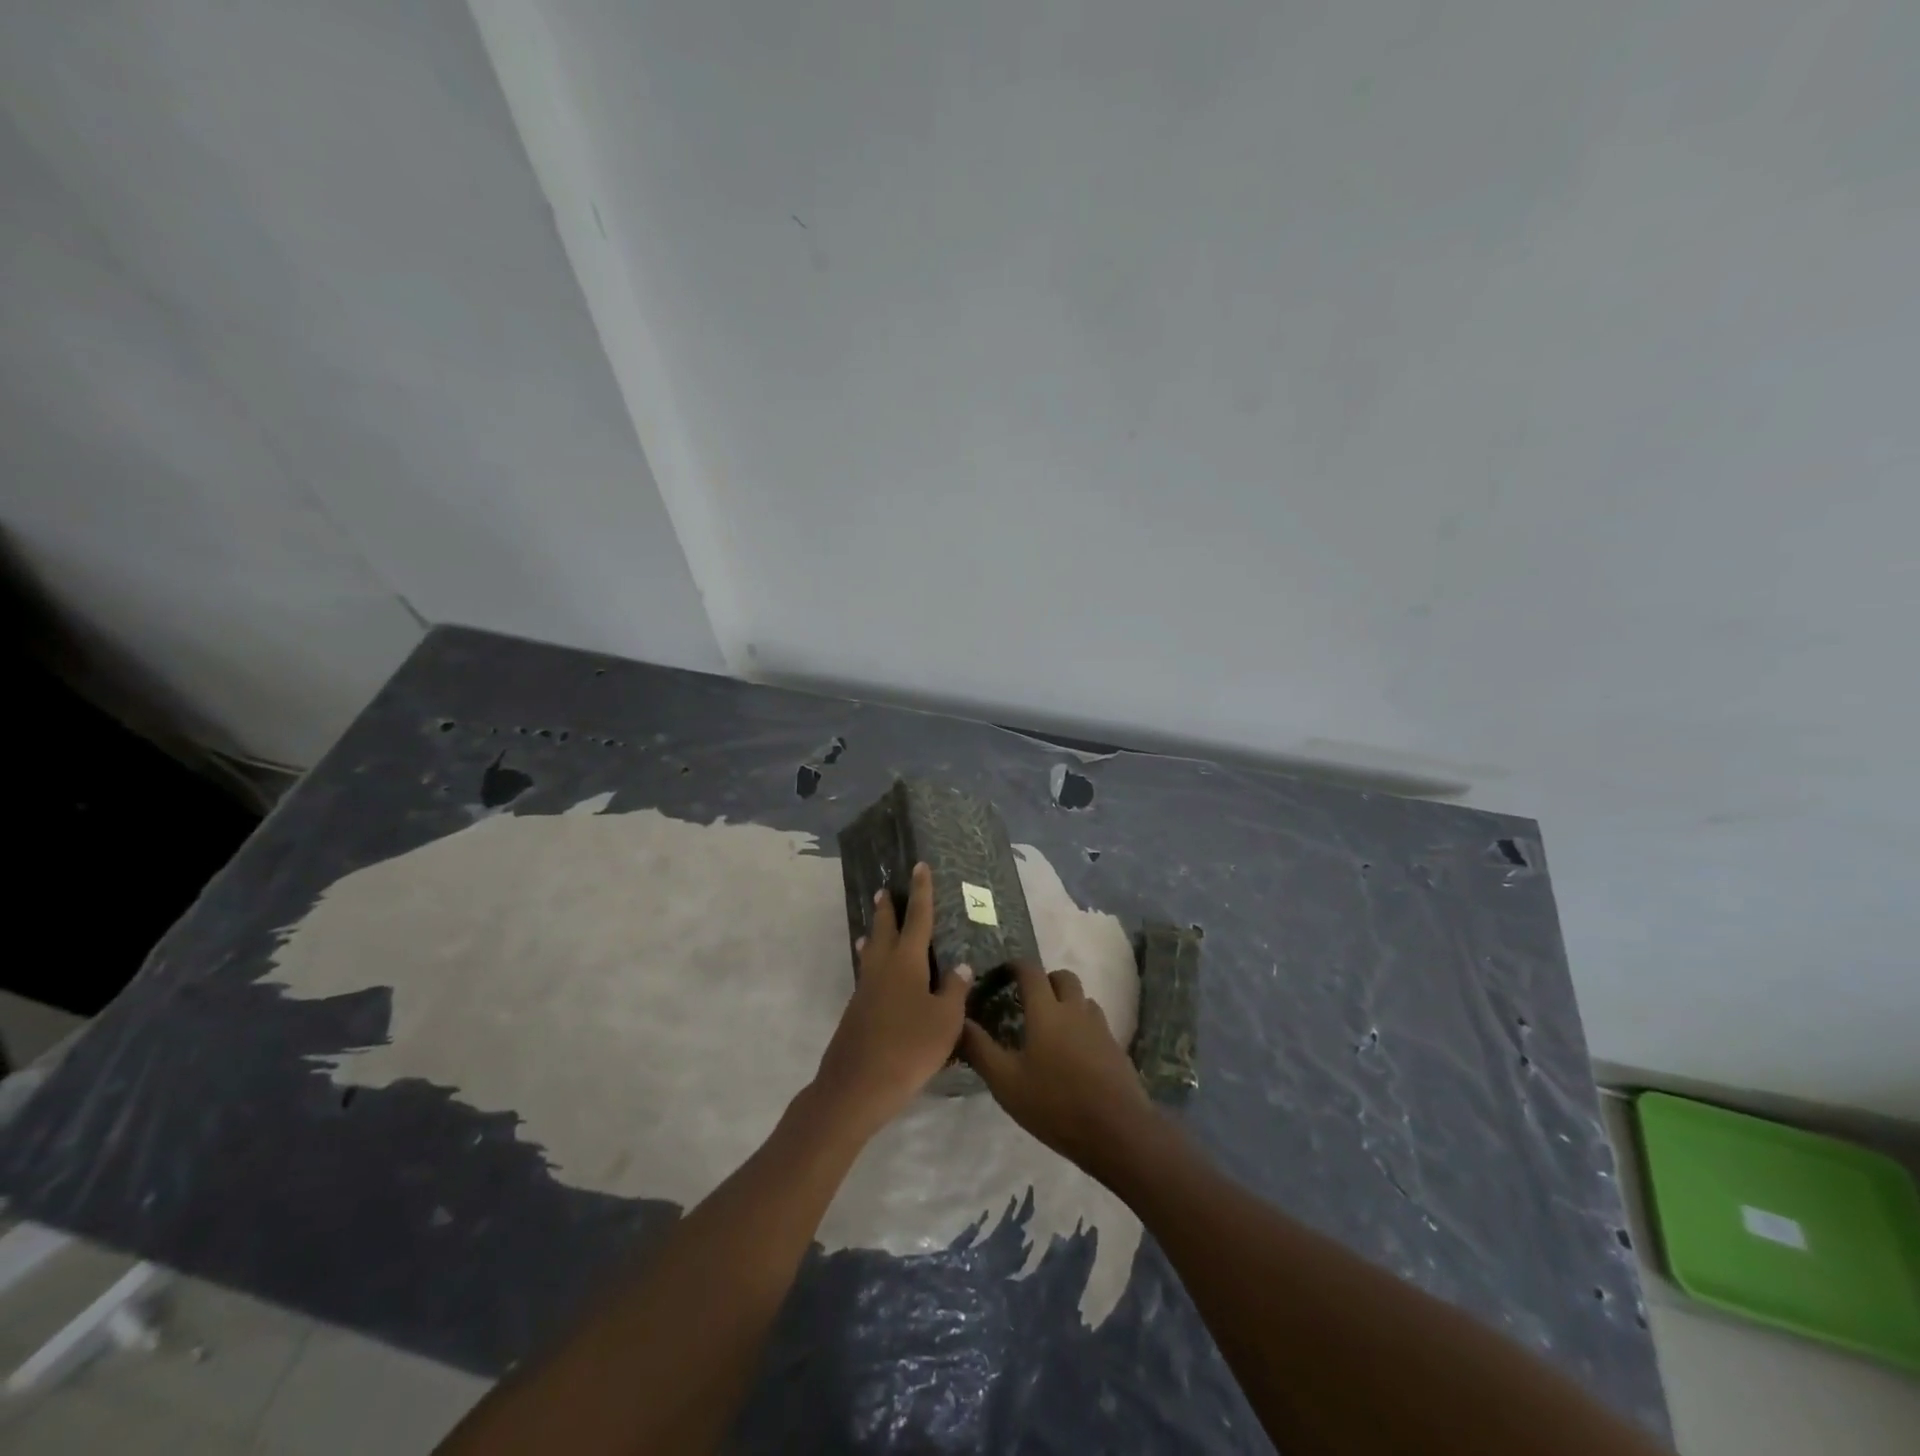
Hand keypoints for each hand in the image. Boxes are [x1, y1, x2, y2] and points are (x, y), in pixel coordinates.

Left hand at [811, 863, 971, 1137]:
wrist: (857, 1086)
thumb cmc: (909, 1048)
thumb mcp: (945, 1020)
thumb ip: (954, 989)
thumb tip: (960, 964)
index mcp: (907, 962)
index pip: (917, 918)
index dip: (921, 892)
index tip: (919, 866)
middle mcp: (883, 967)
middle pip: (885, 929)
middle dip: (887, 909)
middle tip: (885, 890)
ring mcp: (866, 989)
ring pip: (872, 952)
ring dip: (875, 934)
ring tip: (874, 926)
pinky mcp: (857, 1011)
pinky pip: (868, 974)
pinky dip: (872, 962)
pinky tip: (877, 976)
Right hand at [960, 963, 1159, 1178]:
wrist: (1118, 1132)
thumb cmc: (1055, 1104)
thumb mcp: (1006, 1082)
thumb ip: (979, 1049)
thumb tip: (958, 1021)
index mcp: (1046, 1010)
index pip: (1030, 971)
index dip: (1015, 966)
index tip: (1001, 975)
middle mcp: (1075, 1009)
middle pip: (1062, 977)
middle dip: (1044, 980)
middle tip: (1027, 1001)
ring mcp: (1100, 1027)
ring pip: (1082, 999)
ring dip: (1066, 1002)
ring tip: (1050, 1028)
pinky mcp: (1116, 1048)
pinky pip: (1096, 1023)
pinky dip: (1082, 1025)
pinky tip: (1073, 1054)